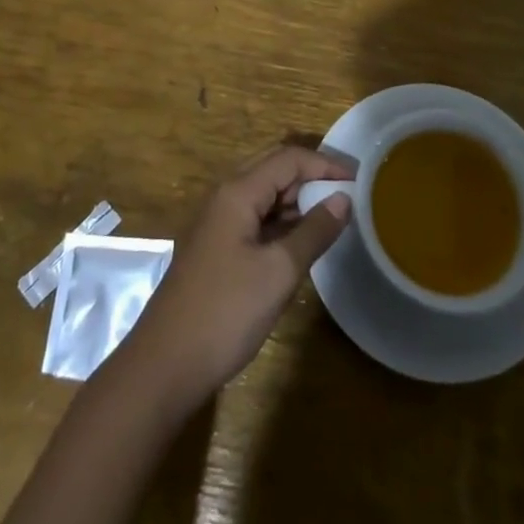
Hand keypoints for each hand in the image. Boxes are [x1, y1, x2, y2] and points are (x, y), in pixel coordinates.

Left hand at [117, 146, 351, 411]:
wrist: (165, 364)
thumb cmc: (225, 312)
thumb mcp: (278, 272)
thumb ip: (313, 231)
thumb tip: (343, 199)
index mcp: (238, 192)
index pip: (288, 158)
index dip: (324, 164)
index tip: (358, 180)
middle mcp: (225, 196)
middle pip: (273, 168)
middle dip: (311, 175)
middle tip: (346, 194)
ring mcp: (217, 222)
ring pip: (263, 194)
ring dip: (296, 199)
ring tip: (331, 217)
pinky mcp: (216, 247)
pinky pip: (254, 217)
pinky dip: (280, 221)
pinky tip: (300, 242)